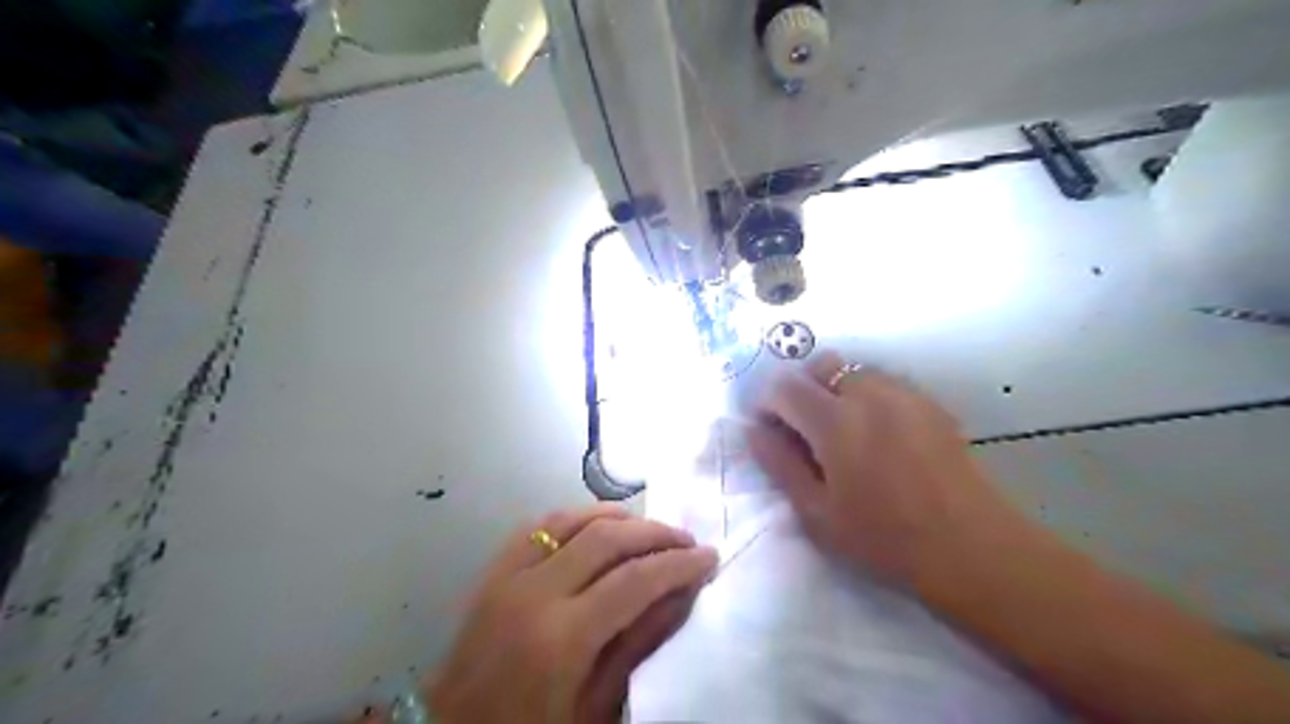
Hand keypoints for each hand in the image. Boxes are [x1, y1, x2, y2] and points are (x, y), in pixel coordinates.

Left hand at [427, 502, 719, 722]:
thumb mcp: (597, 707)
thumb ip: (640, 643)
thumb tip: (683, 592)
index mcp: (561, 639)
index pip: (634, 580)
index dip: (678, 564)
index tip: (710, 557)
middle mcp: (533, 593)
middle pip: (606, 538)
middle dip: (655, 533)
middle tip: (687, 541)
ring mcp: (506, 576)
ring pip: (572, 519)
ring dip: (618, 517)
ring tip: (651, 530)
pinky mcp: (492, 571)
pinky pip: (539, 525)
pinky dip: (577, 517)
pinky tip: (599, 525)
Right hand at [753, 354, 1035, 589]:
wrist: (970, 547)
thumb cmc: (884, 538)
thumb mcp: (817, 512)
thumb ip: (780, 465)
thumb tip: (755, 431)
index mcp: (835, 421)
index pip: (784, 386)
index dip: (767, 403)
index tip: (769, 430)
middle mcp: (868, 393)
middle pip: (821, 365)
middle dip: (803, 389)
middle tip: (805, 430)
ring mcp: (904, 394)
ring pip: (855, 371)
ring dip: (836, 390)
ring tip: (843, 433)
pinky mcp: (931, 403)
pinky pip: (886, 383)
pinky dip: (868, 396)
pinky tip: (879, 436)